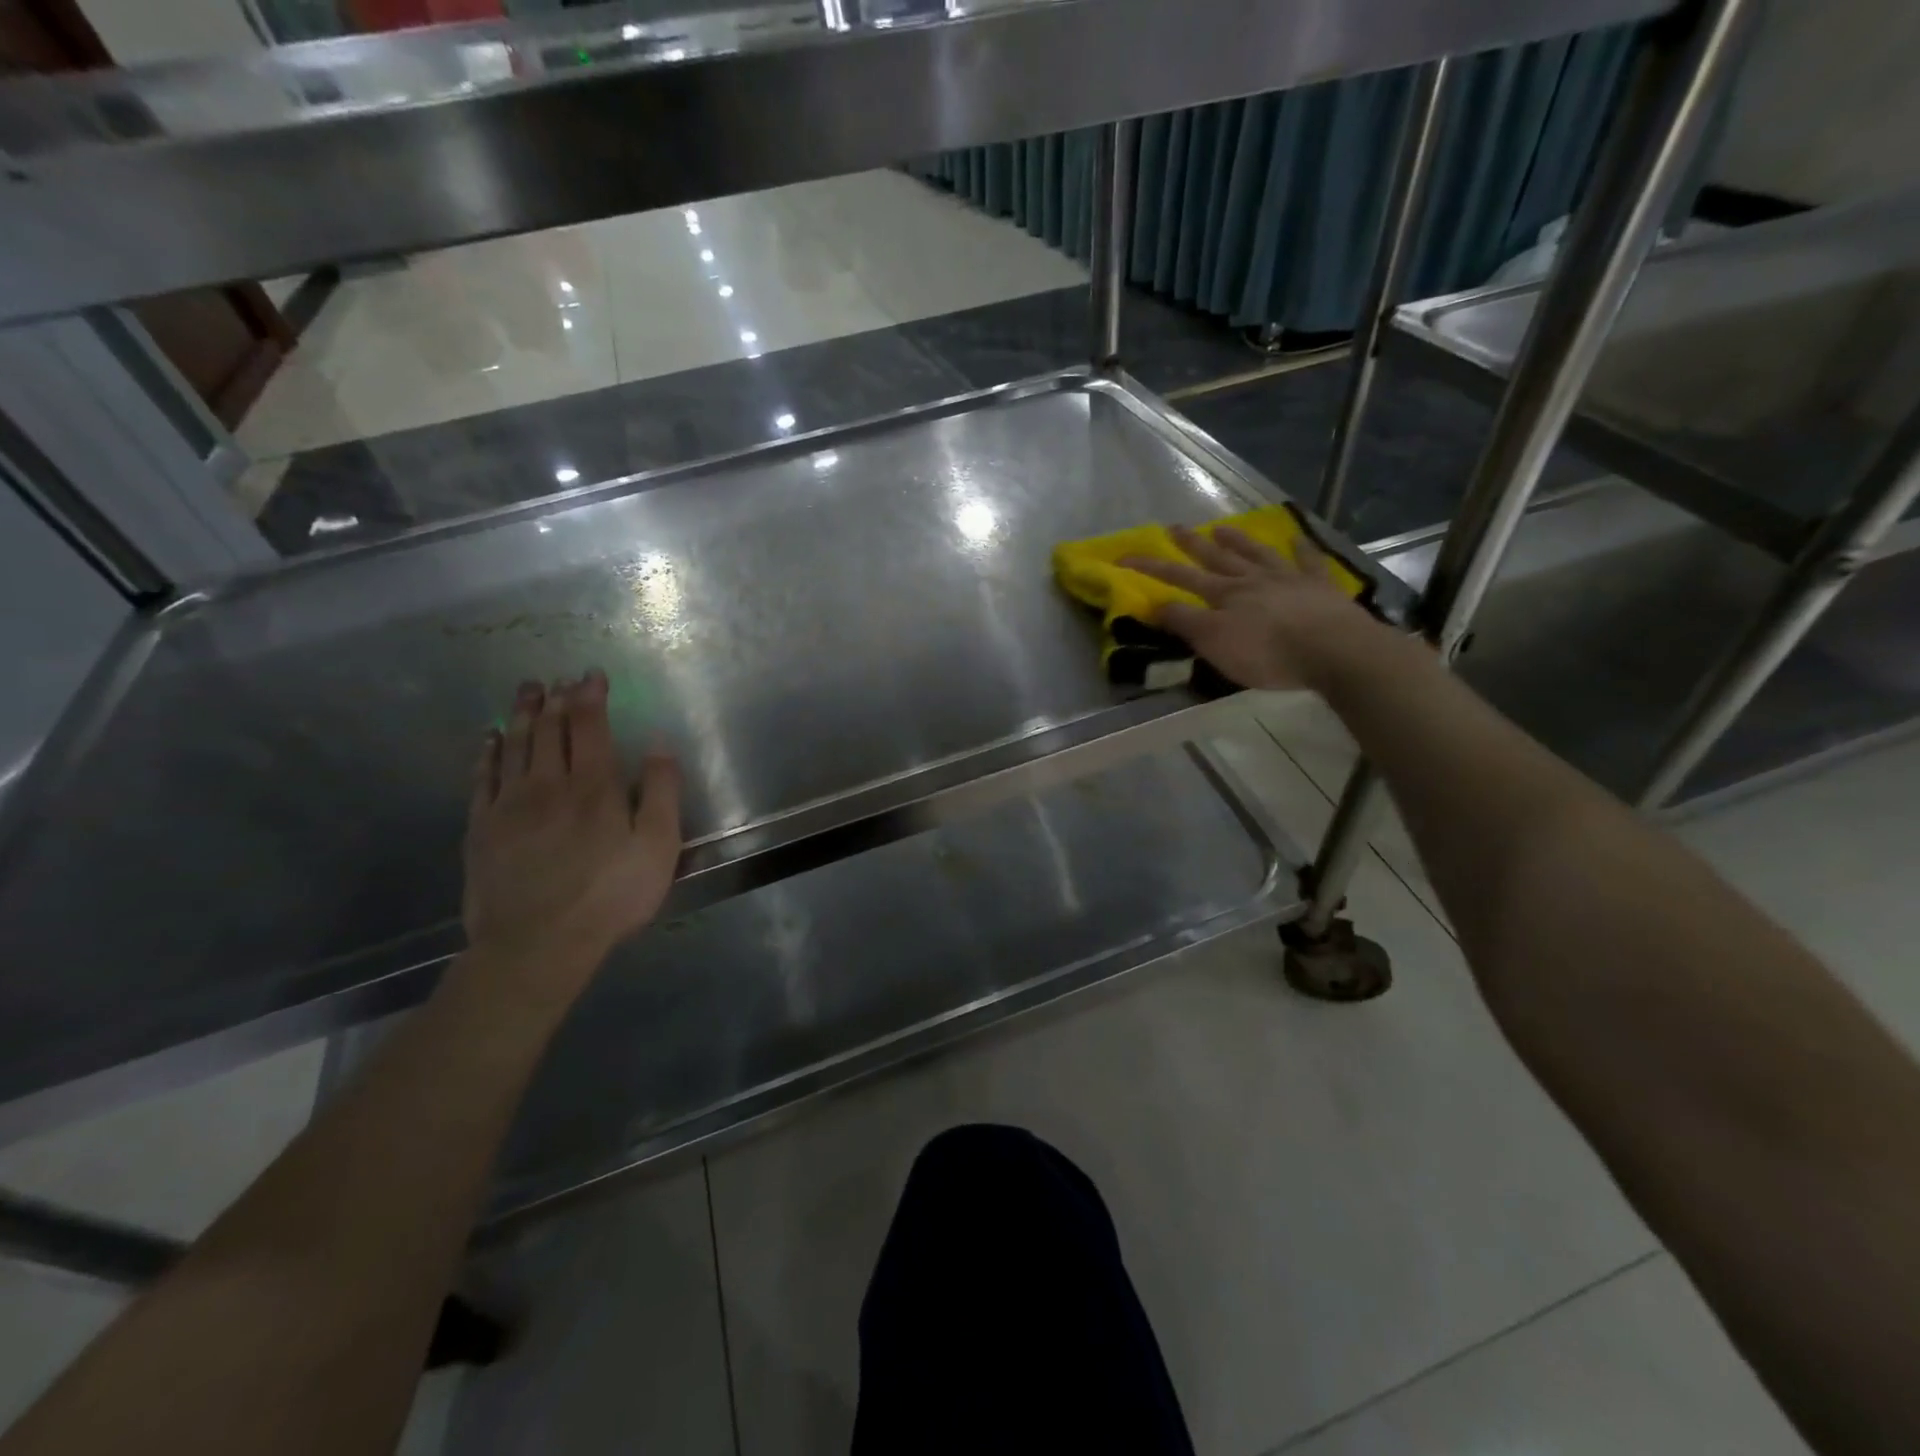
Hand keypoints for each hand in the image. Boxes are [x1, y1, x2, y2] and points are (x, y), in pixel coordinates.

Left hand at [462, 671, 682, 986]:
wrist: (537, 944)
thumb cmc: (611, 895)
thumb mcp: (659, 846)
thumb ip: (662, 791)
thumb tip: (659, 742)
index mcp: (594, 786)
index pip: (589, 726)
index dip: (591, 697)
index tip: (592, 676)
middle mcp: (548, 784)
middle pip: (549, 729)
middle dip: (555, 698)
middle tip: (556, 678)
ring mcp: (509, 804)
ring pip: (515, 745)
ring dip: (522, 714)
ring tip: (526, 691)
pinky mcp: (482, 828)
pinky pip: (482, 777)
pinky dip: (488, 752)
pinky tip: (490, 738)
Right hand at [1121, 524, 1370, 690]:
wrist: (1332, 650)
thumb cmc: (1267, 652)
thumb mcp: (1214, 643)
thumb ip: (1185, 622)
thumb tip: (1157, 604)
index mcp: (1224, 595)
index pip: (1179, 578)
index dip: (1151, 568)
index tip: (1125, 557)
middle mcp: (1252, 580)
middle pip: (1217, 558)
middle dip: (1192, 544)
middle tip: (1174, 527)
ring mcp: (1288, 579)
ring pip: (1256, 554)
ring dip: (1237, 541)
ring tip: (1221, 528)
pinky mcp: (1319, 587)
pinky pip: (1307, 561)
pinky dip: (1300, 548)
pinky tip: (1295, 537)